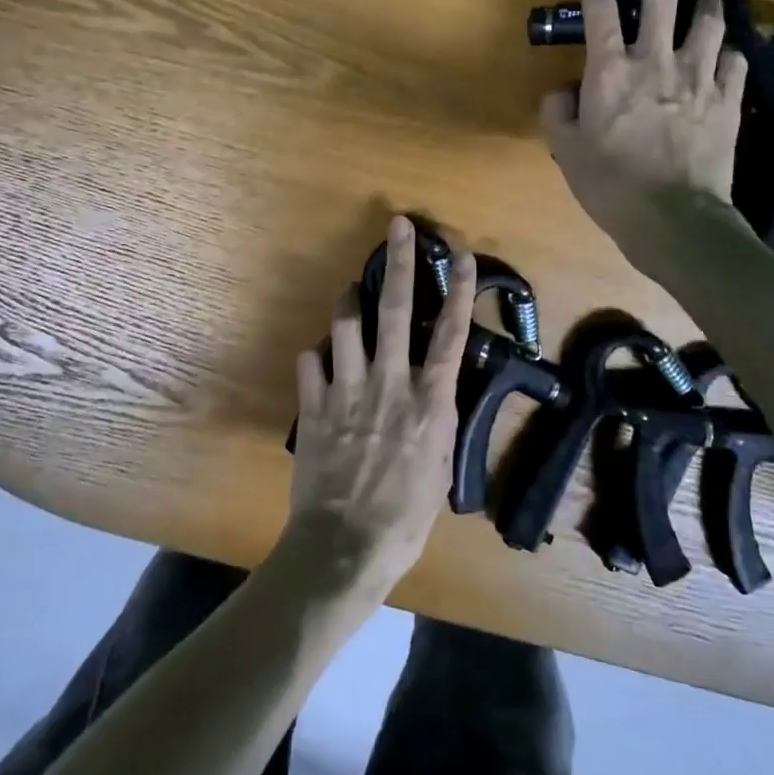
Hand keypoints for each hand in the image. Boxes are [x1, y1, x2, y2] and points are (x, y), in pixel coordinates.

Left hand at [282, 216, 476, 597]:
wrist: (343, 548)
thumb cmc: (403, 519)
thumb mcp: (439, 469)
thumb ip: (436, 423)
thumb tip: (434, 397)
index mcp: (430, 403)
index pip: (452, 335)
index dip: (461, 292)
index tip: (463, 256)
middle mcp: (390, 384)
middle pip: (397, 310)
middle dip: (399, 263)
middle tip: (397, 226)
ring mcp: (347, 390)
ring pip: (345, 324)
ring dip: (349, 302)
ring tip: (351, 294)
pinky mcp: (312, 405)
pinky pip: (310, 361)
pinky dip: (318, 356)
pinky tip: (322, 363)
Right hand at [539, 0, 748, 268]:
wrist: (673, 217)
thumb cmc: (611, 185)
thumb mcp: (566, 151)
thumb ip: (558, 113)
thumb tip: (562, 90)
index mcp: (611, 71)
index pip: (600, 12)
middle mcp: (656, 61)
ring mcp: (698, 77)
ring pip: (708, 22)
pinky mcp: (728, 100)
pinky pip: (735, 61)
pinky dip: (732, 49)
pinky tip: (732, 47)